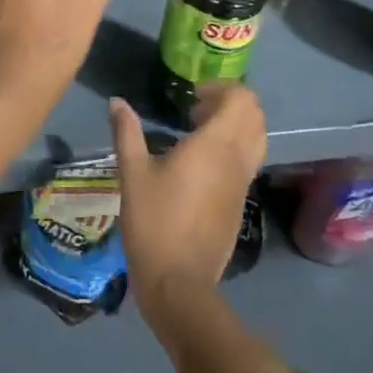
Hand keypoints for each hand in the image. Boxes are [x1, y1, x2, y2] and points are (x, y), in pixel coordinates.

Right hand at [109, 87, 266, 325]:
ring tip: (198, 132)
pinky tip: (199, 163)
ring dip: (235, 126)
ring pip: (256, 139)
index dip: (221, 88)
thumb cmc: (154, 222)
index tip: (191, 96)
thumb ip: (127, 132)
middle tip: (195, 110)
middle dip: (230, 103)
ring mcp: (243, 183)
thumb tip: (117, 102)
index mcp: (216, 145)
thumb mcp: (133, 173)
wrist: (179, 284)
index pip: (242, 99)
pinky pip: (248, 161)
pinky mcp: (240, 204)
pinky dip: (234, 149)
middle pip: (255, 115)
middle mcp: (237, 159)